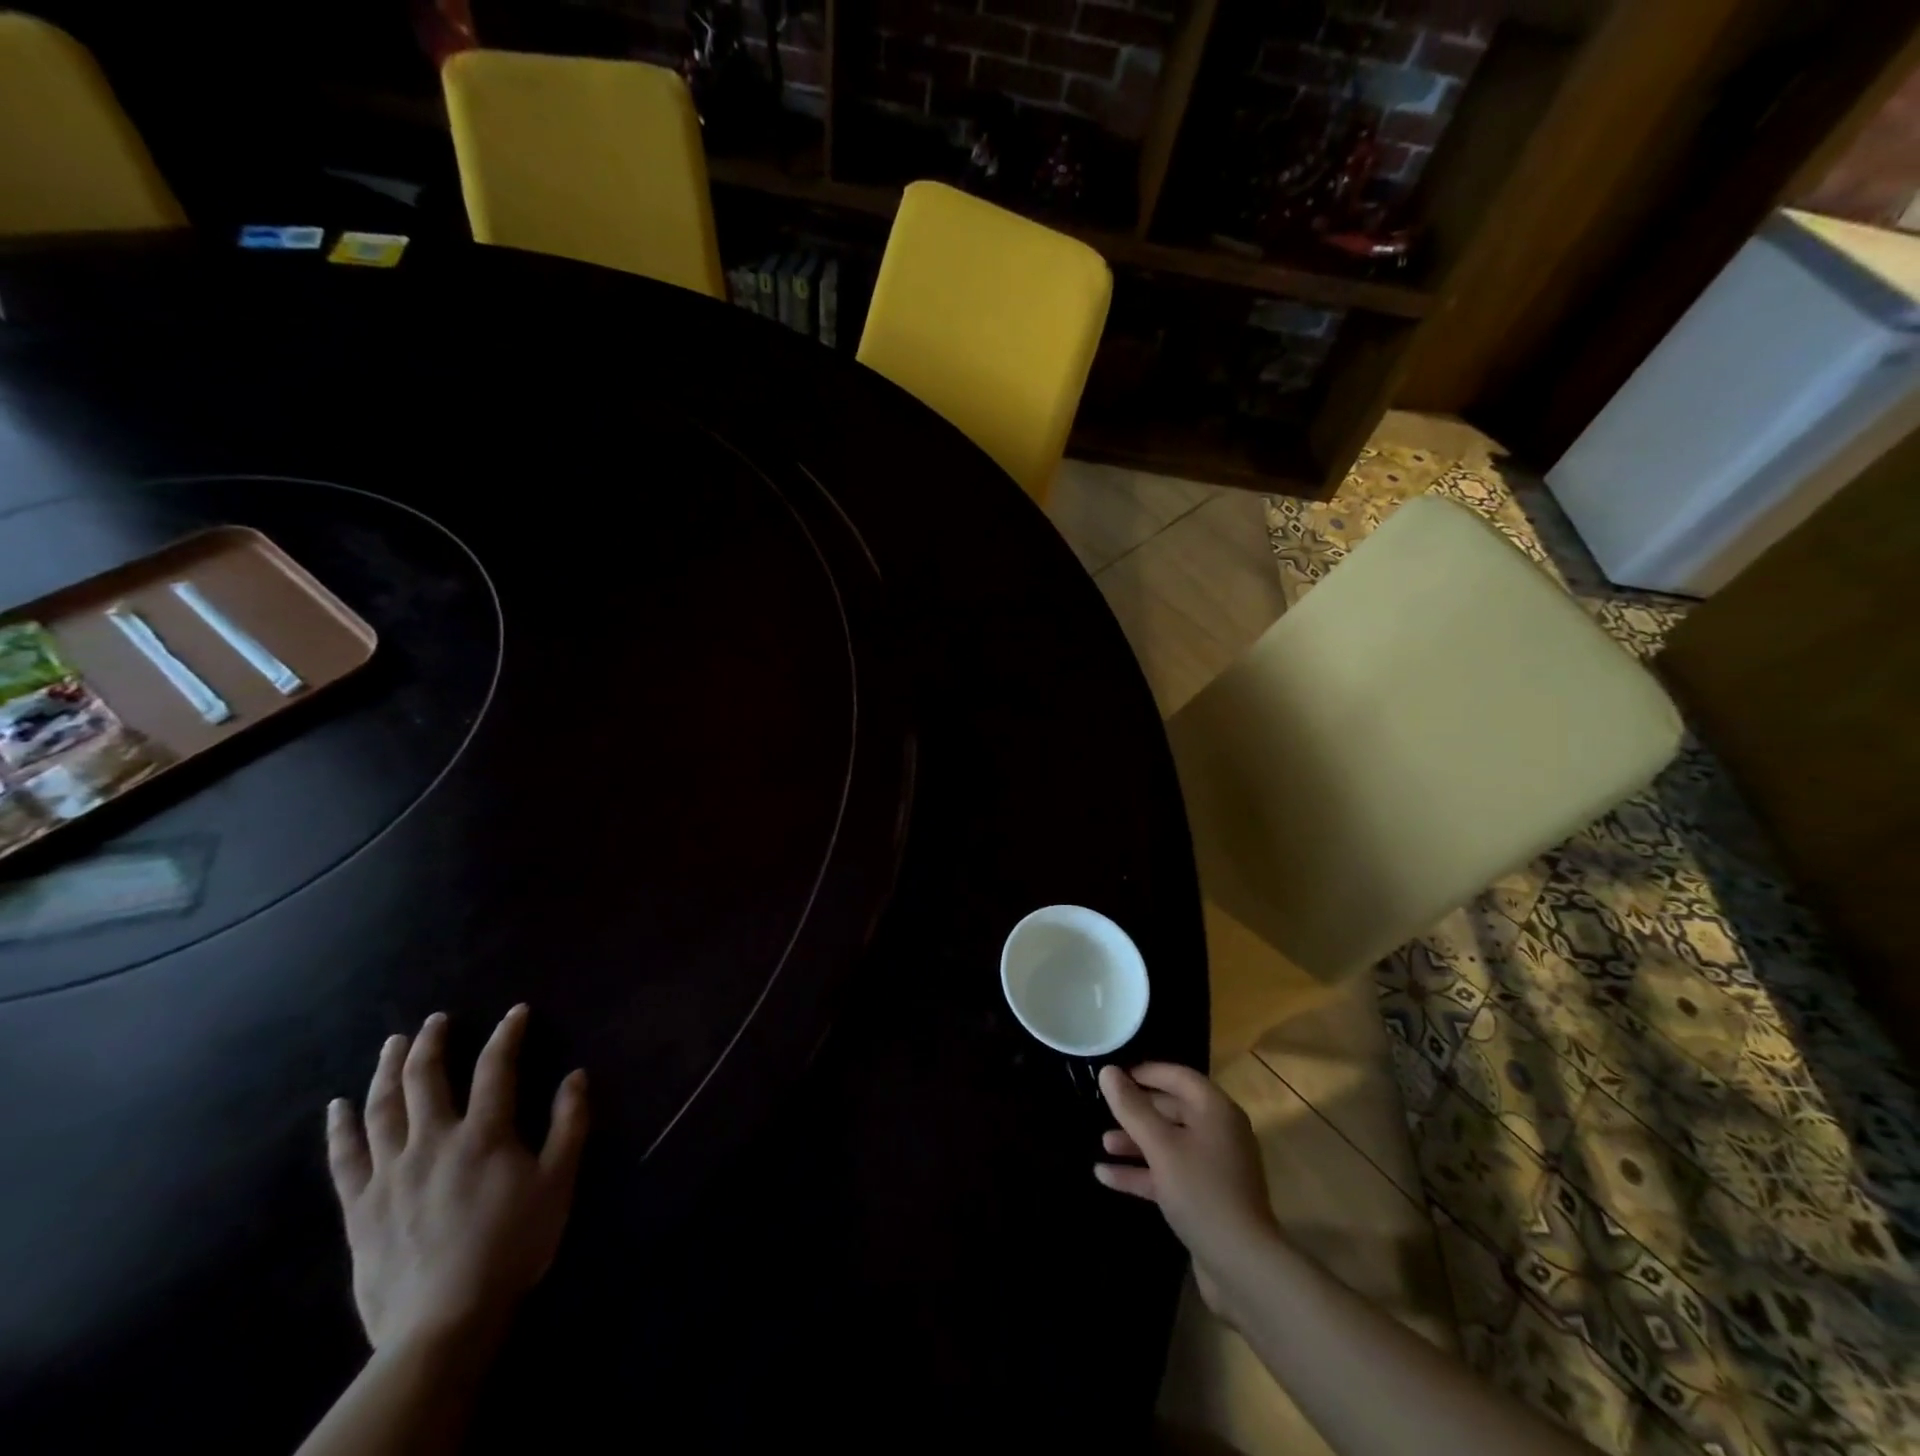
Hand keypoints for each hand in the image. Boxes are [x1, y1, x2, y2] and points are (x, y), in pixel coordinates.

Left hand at [326, 1005, 588, 1355]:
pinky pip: (344, 1158)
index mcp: (483, 1134)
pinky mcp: (360, 1207)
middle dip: (432, 1042)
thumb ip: (570, 1124)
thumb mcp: (558, 1182)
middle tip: (436, 1019)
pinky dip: (340, 1127)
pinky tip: (338, 1106)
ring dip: (387, 1069)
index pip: (495, 1068)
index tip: (515, 1012)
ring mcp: (390, 1173)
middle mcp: (432, 1141)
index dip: (507, 1034)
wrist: (443, 1320)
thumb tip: (576, 1075)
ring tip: (392, 1044)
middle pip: (426, 1078)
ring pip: (382, 1108)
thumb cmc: (511, 1245)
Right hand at [1095, 1062, 1279, 1312]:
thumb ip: (1132, 1107)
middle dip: (1138, 1110)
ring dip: (1136, 1143)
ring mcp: (1214, 1168)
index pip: (1178, 1076)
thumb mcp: (1160, 1146)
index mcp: (1215, 1111)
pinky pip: (1170, 1174)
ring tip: (1103, 1143)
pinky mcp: (1206, 1199)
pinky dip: (1142, 1173)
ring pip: (1169, 1144)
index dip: (1146, 1072)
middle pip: (1173, 1109)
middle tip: (1105, 1108)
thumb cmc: (1202, 1192)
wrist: (1243, 1268)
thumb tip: (1108, 1072)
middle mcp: (1218, 1133)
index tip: (1115, 1074)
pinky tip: (1106, 1176)